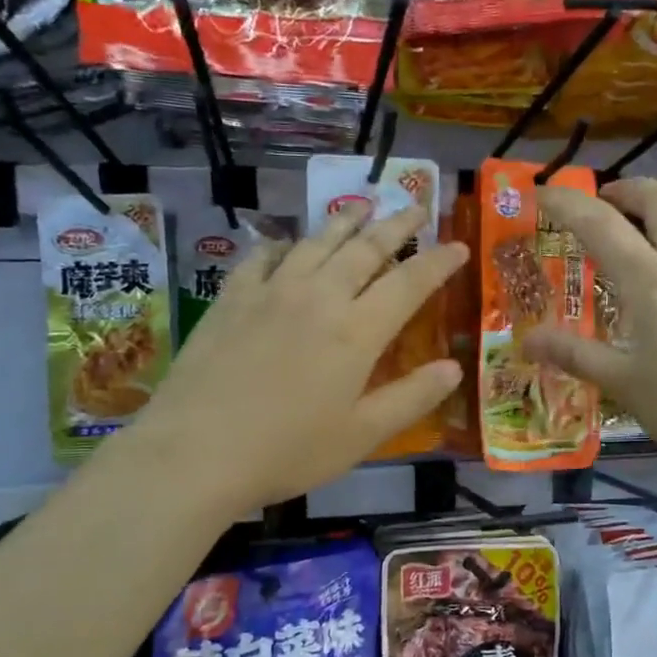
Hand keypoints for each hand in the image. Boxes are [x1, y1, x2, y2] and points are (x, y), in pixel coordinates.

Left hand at [120, 201, 466, 515]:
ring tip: (362, 206)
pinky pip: (263, 256)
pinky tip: (287, 245)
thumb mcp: (362, 435)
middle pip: (365, 248)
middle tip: (416, 206)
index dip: (438, 262)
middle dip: (396, 225)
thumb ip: (411, 397)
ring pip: (316, 242)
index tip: (460, 246)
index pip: (409, 283)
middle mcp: (319, 297)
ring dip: (345, 221)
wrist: (196, 451)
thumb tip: (454, 367)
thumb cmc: (288, 451)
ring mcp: (271, 292)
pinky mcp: (231, 298)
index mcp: (357, 331)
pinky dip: (284, 245)